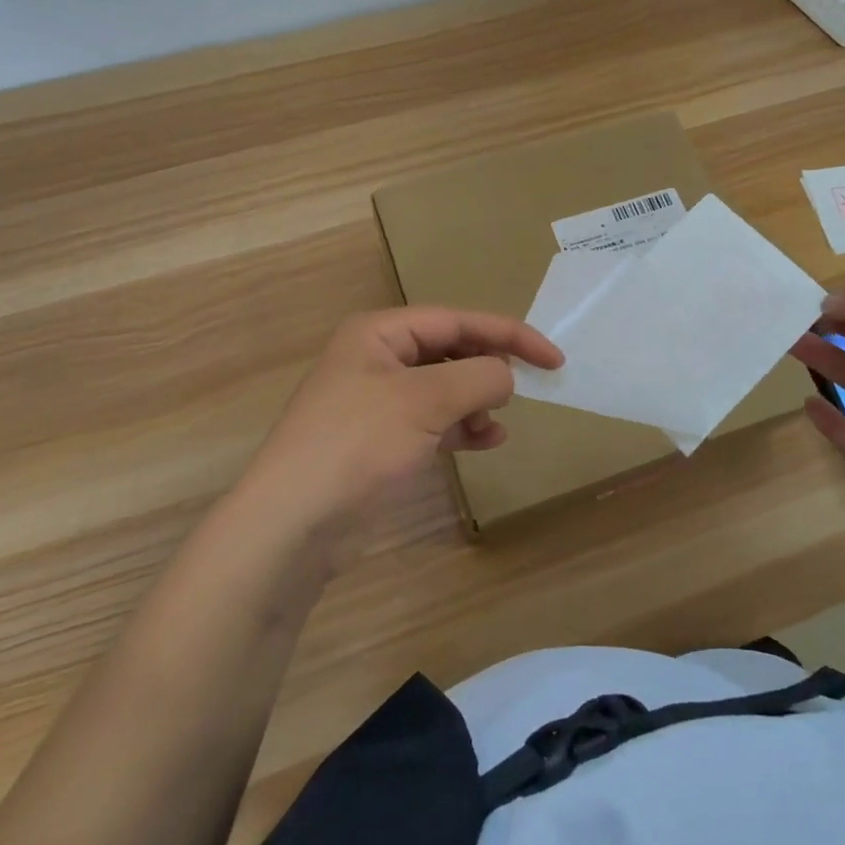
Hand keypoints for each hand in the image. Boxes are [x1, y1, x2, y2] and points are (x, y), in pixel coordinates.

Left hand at [240, 307, 562, 569]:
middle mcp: (378, 358)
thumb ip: (477, 377)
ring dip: (476, 402)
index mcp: (379, 333)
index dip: (508, 334)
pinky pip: (433, 420)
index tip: (552, 358)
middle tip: (525, 388)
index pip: (456, 320)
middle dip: (487, 368)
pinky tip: (484, 442)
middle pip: (450, 350)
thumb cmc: (357, 444)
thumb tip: (506, 375)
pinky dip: (461, 427)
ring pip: (444, 387)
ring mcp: (377, 401)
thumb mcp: (424, 400)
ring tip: (497, 425)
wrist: (292, 524)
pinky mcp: (381, 440)